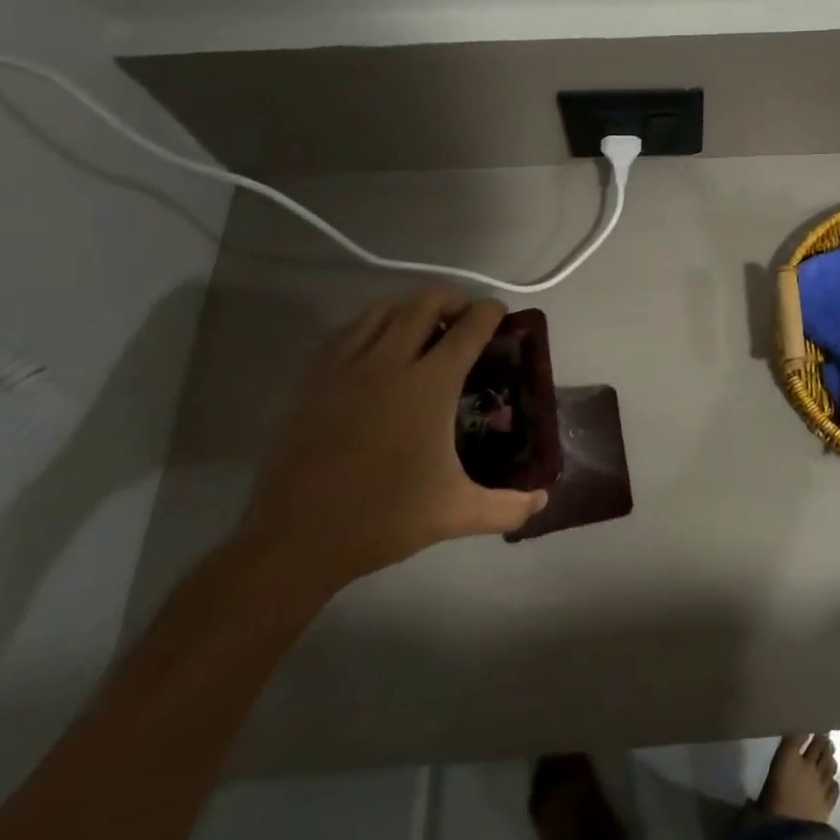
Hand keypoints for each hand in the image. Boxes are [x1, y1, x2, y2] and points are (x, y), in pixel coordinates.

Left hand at [236, 288, 546, 597]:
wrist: (296, 540)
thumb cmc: (384, 519)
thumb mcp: (456, 514)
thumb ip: (508, 506)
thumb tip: (542, 500)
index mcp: (430, 385)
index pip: (469, 328)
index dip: (489, 312)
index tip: (499, 313)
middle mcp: (389, 363)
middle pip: (424, 302)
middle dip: (451, 299)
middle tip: (464, 318)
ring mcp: (346, 368)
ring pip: (382, 309)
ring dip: (409, 308)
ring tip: (422, 327)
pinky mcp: (313, 380)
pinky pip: (346, 331)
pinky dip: (369, 325)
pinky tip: (376, 347)